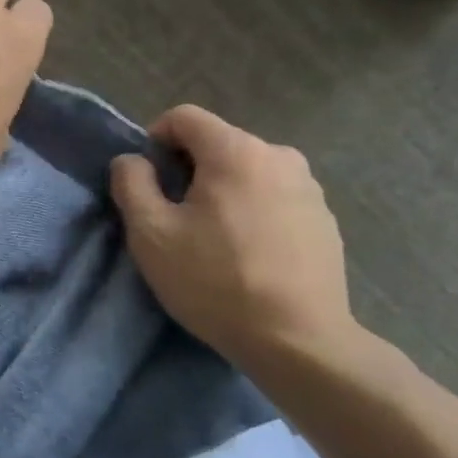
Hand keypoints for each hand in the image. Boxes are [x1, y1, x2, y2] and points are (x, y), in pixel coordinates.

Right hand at [110, 105, 355, 371]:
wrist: (298, 340)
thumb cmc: (215, 281)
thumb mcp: (151, 233)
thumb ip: (131, 183)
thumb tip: (133, 161)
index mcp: (235, 151)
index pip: (184, 117)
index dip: (155, 139)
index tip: (147, 181)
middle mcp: (279, 155)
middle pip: (218, 144)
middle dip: (189, 169)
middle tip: (175, 217)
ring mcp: (309, 187)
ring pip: (248, 172)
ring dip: (223, 191)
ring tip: (213, 239)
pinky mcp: (326, 220)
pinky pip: (275, 198)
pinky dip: (254, 211)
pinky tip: (249, 254)